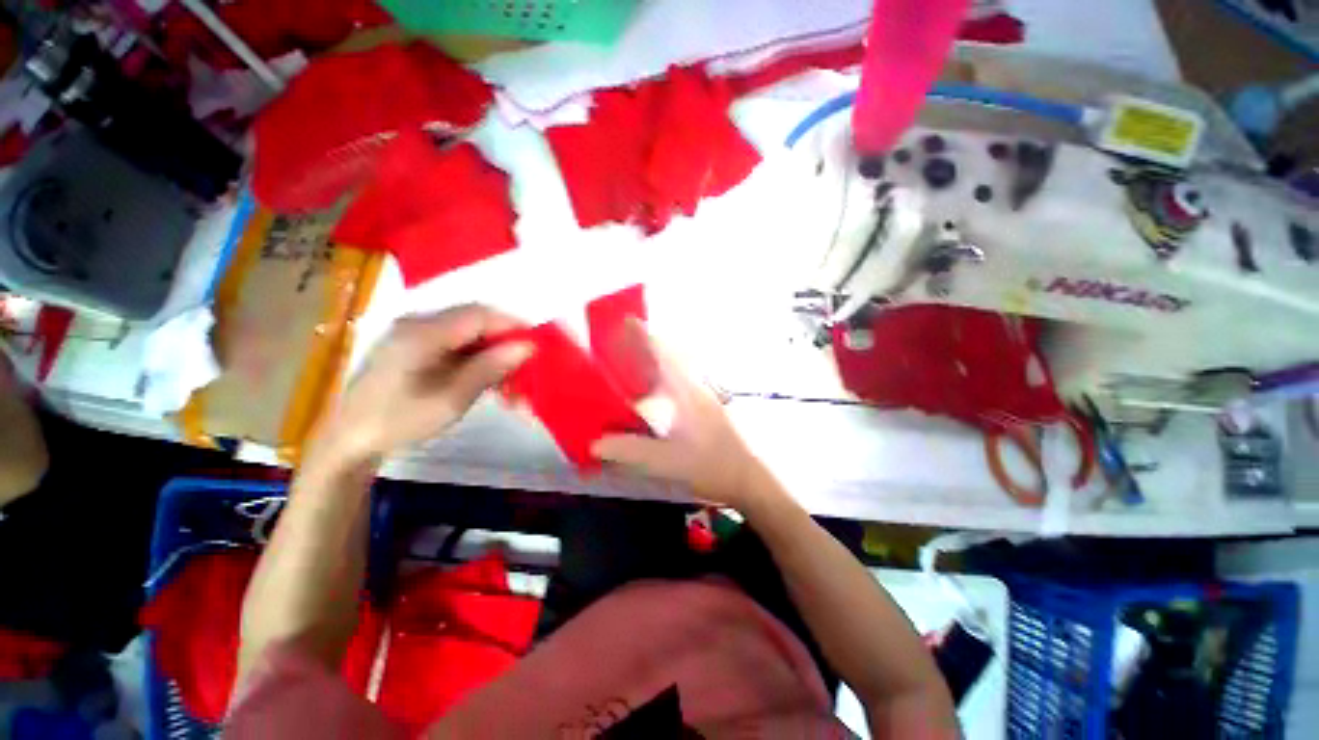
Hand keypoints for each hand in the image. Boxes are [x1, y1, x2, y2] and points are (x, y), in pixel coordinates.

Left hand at [319, 305, 531, 461]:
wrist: (349, 439)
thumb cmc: (399, 421)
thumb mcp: (451, 400)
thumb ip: (489, 368)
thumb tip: (527, 346)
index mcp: (423, 333)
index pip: (479, 315)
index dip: (511, 325)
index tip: (536, 346)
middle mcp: (418, 323)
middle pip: (474, 320)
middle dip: (504, 341)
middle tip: (523, 369)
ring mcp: (414, 332)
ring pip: (468, 331)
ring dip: (492, 351)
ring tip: (508, 382)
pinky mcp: (414, 344)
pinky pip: (456, 341)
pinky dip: (476, 357)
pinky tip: (486, 378)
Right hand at [591, 322, 771, 508]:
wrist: (751, 476)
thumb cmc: (711, 464)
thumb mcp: (666, 461)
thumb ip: (630, 451)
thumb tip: (594, 444)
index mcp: (686, 392)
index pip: (662, 354)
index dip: (644, 335)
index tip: (627, 319)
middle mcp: (697, 386)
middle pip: (672, 355)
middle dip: (649, 344)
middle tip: (627, 344)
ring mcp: (707, 395)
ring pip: (680, 368)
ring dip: (660, 361)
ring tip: (638, 367)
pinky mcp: (711, 405)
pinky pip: (685, 381)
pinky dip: (668, 378)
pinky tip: (660, 395)